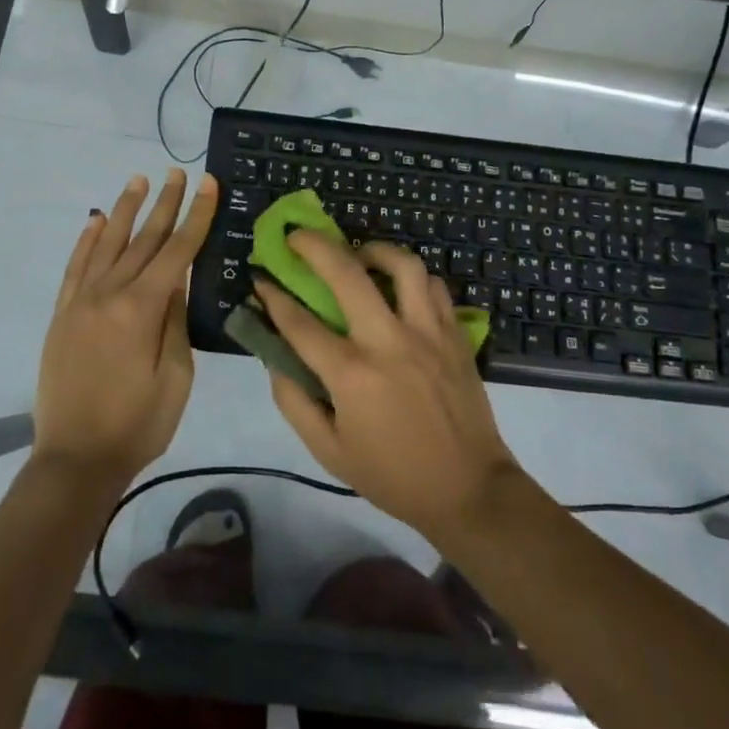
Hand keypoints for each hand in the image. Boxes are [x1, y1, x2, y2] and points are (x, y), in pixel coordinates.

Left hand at [32, 169, 217, 489]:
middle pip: (144, 239)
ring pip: (108, 244)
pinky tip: (97, 221)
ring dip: (126, 210)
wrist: (75, 460)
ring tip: (139, 180)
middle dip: (164, 203)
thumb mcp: (176, 378)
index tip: (207, 184)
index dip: (196, 216)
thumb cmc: (137, 424)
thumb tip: (175, 282)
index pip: (177, 251)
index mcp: (142, 309)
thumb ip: (175, 323)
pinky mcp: (62, 314)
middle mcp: (109, 294)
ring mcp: (80, 301)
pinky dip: (87, 240)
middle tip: (177, 172)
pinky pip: (75, 267)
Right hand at [256, 235, 521, 543]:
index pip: (300, 322)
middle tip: (297, 238)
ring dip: (373, 251)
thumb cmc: (393, 475)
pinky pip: (434, 286)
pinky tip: (399, 287)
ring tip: (359, 255)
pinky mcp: (455, 335)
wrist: (468, 490)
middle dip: (314, 246)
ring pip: (402, 265)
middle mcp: (388, 341)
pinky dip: (412, 277)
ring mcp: (427, 333)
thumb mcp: (328, 451)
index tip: (260, 279)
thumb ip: (294, 401)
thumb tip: (274, 357)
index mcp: (352, 374)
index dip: (273, 296)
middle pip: (347, 273)